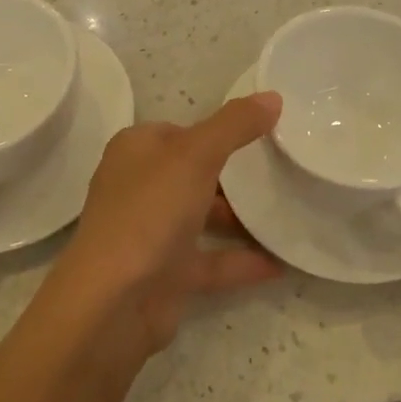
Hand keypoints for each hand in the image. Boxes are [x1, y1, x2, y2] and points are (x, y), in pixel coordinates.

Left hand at [47, 93, 284, 361]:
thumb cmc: (149, 212)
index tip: (262, 132)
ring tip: (288, 210)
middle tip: (280, 169)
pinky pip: (211, 261)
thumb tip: (273, 96)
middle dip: (233, 172)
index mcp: (137, 150)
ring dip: (240, 217)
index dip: (218, 129)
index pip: (181, 129)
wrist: (112, 305)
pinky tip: (280, 262)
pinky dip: (242, 260)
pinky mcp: (165, 275)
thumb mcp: (197, 154)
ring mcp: (151, 233)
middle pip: (193, 172)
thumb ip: (235, 124)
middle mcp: (139, 186)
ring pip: (202, 216)